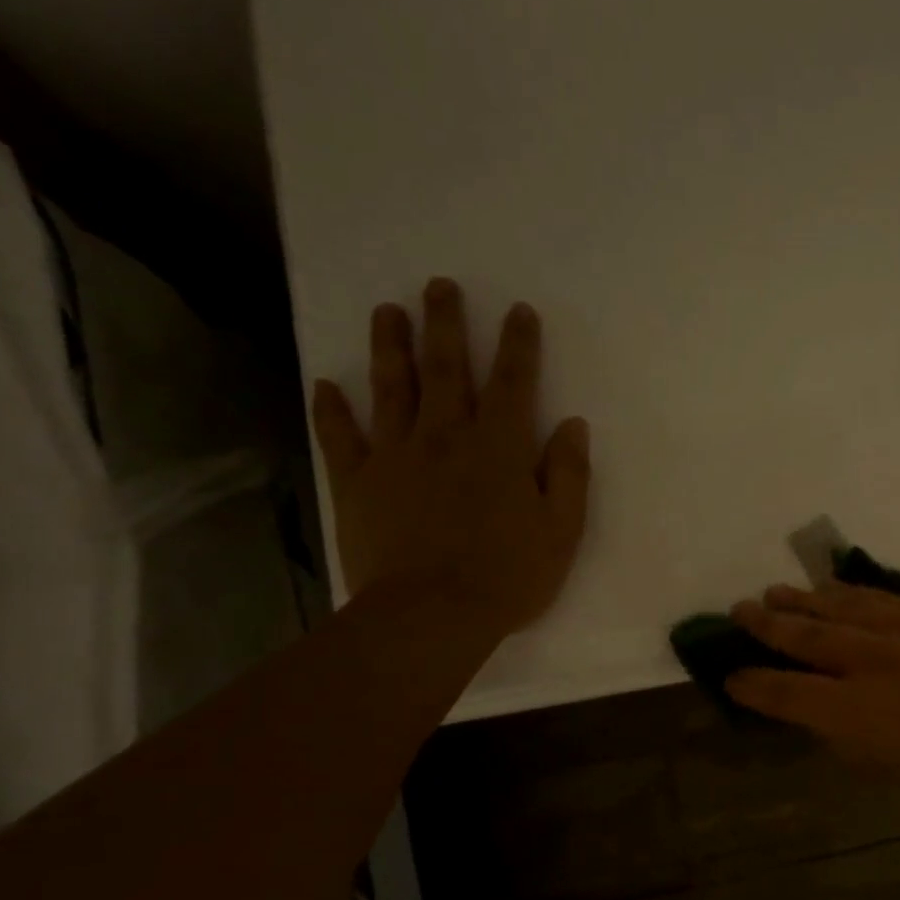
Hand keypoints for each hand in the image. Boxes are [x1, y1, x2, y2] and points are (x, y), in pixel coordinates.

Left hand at [310, 278, 590, 645]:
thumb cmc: (509, 575)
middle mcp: (446, 438)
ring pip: (391, 389)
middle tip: (439, 285)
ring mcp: (396, 457)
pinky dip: (332, 410)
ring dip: (390, 347)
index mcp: (500, 449)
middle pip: (446, 370)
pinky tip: (326, 386)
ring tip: (387, 311)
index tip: (519, 311)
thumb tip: (573, 425)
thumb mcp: (562, 531)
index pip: (513, 384)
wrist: (433, 614)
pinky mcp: (358, 483)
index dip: (518, 345)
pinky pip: (341, 438)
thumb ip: (568, 474)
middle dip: (446, 325)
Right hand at [725, 583, 899, 794]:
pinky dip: (853, 593)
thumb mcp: (879, 763)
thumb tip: (812, 706)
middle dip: (767, 624)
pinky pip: (883, 597)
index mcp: (854, 709)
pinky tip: (834, 588)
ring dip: (804, 599)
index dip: (753, 684)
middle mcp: (872, 661)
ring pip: (841, 605)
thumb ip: (838, 730)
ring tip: (776, 591)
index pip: (786, 691)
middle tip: (739, 610)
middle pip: (806, 636)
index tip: (732, 676)